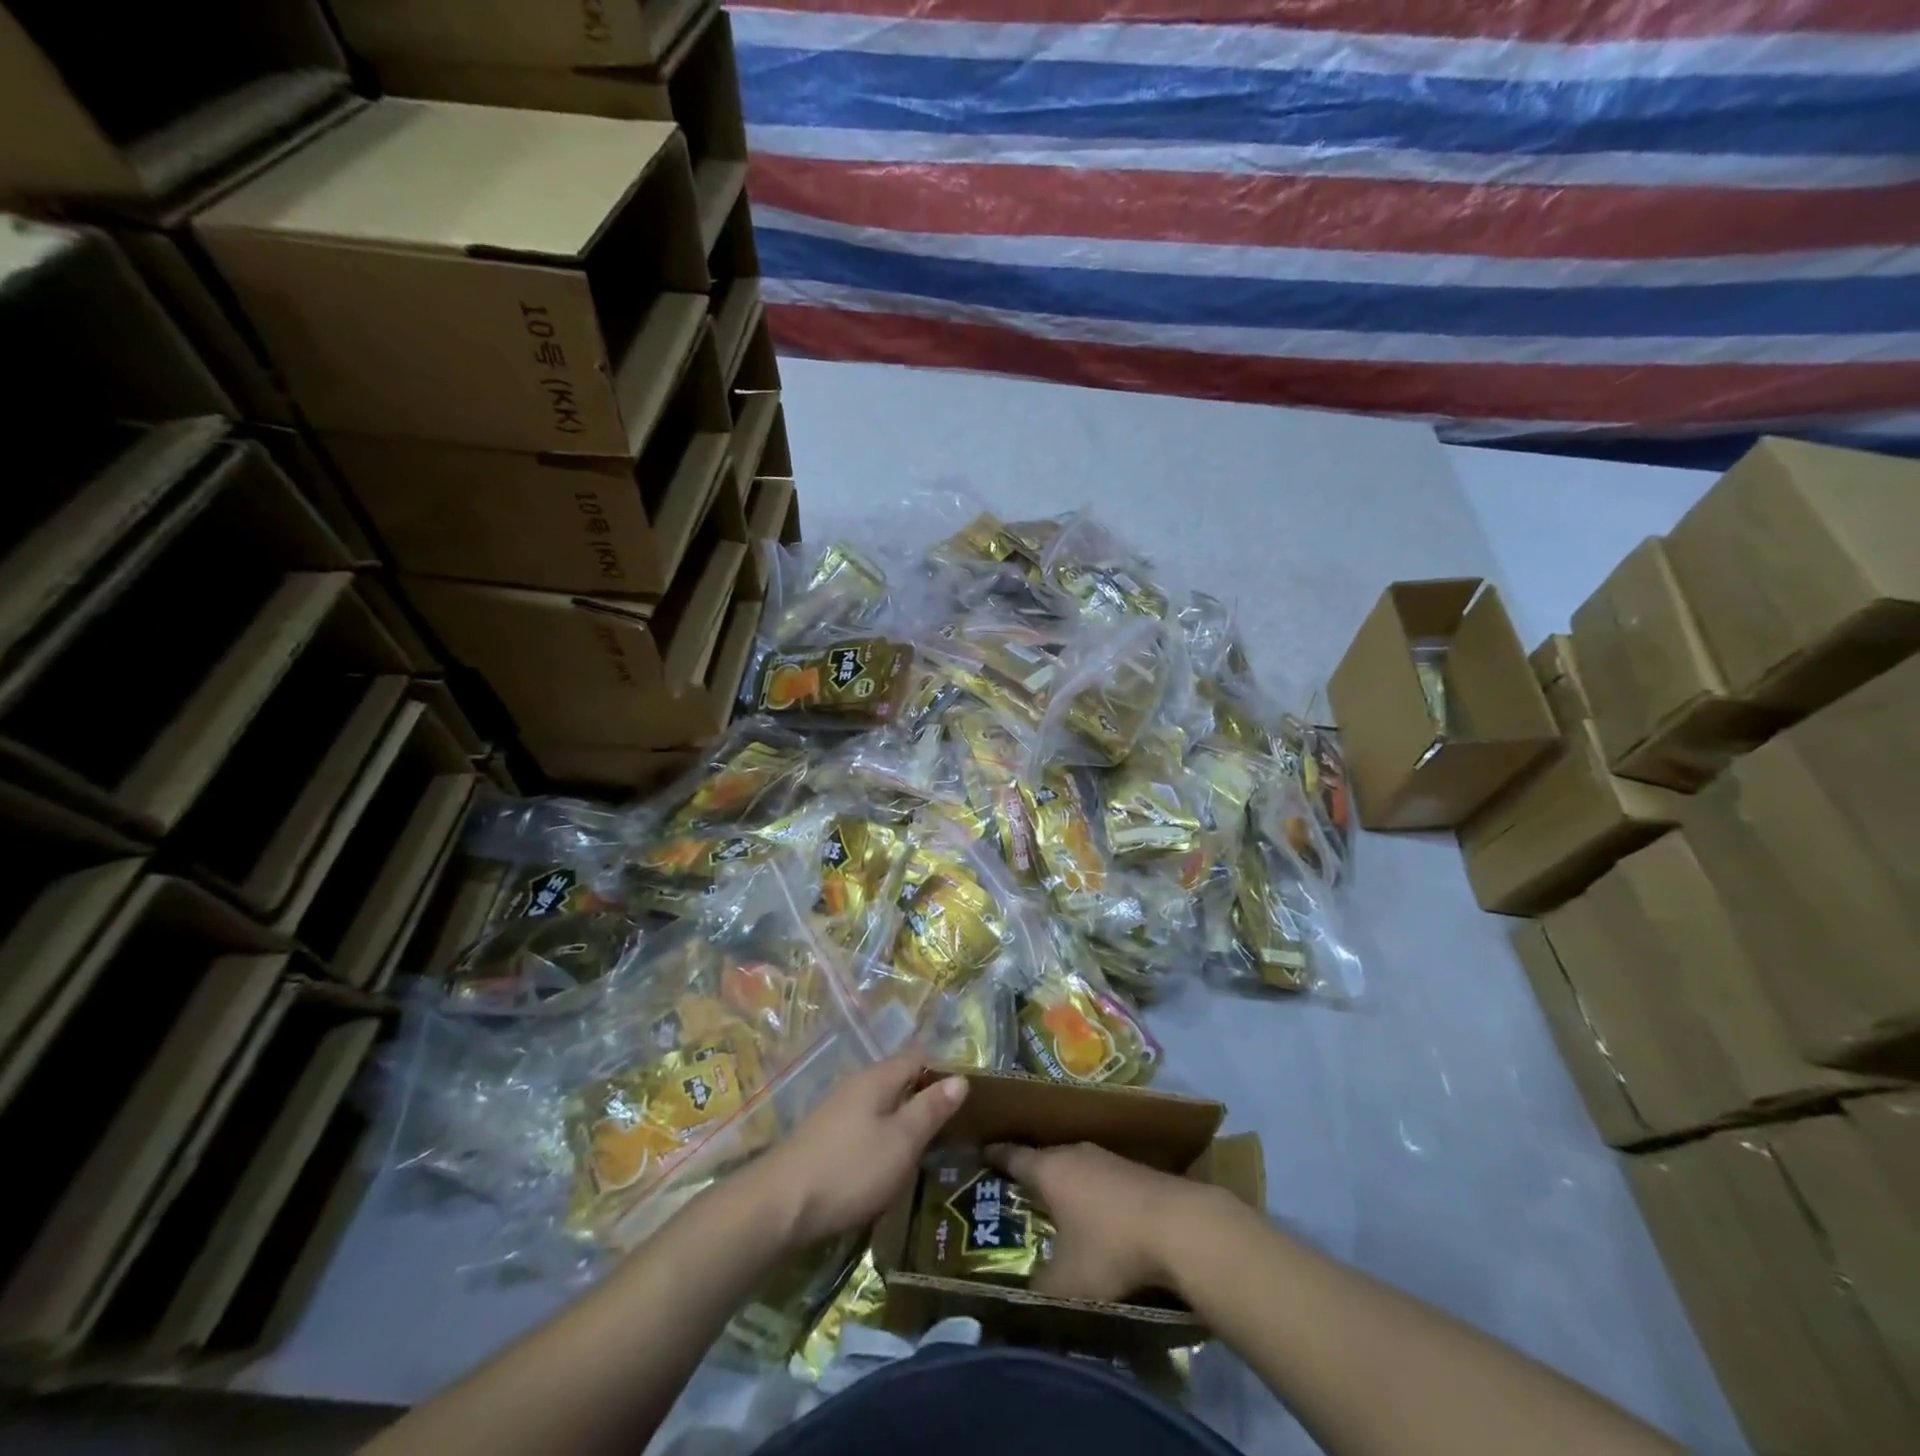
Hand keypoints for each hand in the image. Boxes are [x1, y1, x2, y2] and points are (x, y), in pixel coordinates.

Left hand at [746, 1055, 967, 1248]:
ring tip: (927, 1149)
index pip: (918, 1057)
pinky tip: (889, 1163)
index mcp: (877, 1078)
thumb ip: (930, 1109)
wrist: (779, 1205)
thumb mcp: (901, 1141)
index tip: (968, 1099)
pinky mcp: (825, 1137)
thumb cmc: (850, 1169)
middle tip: (953, 1128)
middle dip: (925, 1098)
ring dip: (904, 1120)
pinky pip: (865, 1124)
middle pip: (899, 1079)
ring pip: (881, 1104)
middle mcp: (856, 1084)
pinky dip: (883, 1136)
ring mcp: (837, 1110)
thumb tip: (960, 1078)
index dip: (944, 1072)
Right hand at [987, 1142, 1210, 1302]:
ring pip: (1073, 1167)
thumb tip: (1022, 1295)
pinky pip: (1098, 1177)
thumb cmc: (1111, 1247)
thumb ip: (1040, 1287)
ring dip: (1063, 1183)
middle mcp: (1073, 1154)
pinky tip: (1094, 1215)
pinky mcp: (1133, 1170)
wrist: (1179, 1226)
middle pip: (1043, 1159)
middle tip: (1014, 1192)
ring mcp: (1106, 1158)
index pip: (1012, 1156)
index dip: (995, 1156)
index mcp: (1048, 1169)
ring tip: (1053, 1205)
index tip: (980, 1154)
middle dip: (1029, 1174)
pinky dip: (1089, 1192)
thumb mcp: (1067, 1282)